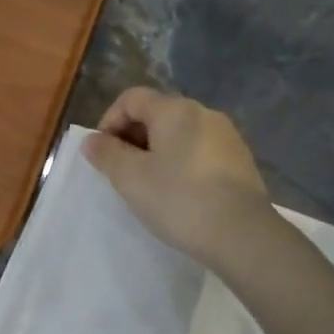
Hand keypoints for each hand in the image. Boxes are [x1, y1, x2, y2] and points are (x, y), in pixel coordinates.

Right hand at [84, 87, 273, 268]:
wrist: (241, 235)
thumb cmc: (179, 200)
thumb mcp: (131, 179)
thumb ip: (107, 155)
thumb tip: (92, 140)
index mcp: (175, 110)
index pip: (131, 98)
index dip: (109, 121)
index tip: (102, 155)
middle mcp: (204, 113)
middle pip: (157, 113)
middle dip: (132, 138)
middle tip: (121, 173)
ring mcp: (227, 136)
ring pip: (179, 134)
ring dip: (156, 152)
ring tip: (148, 186)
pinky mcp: (240, 161)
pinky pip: (199, 151)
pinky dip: (180, 163)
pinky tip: (178, 194)